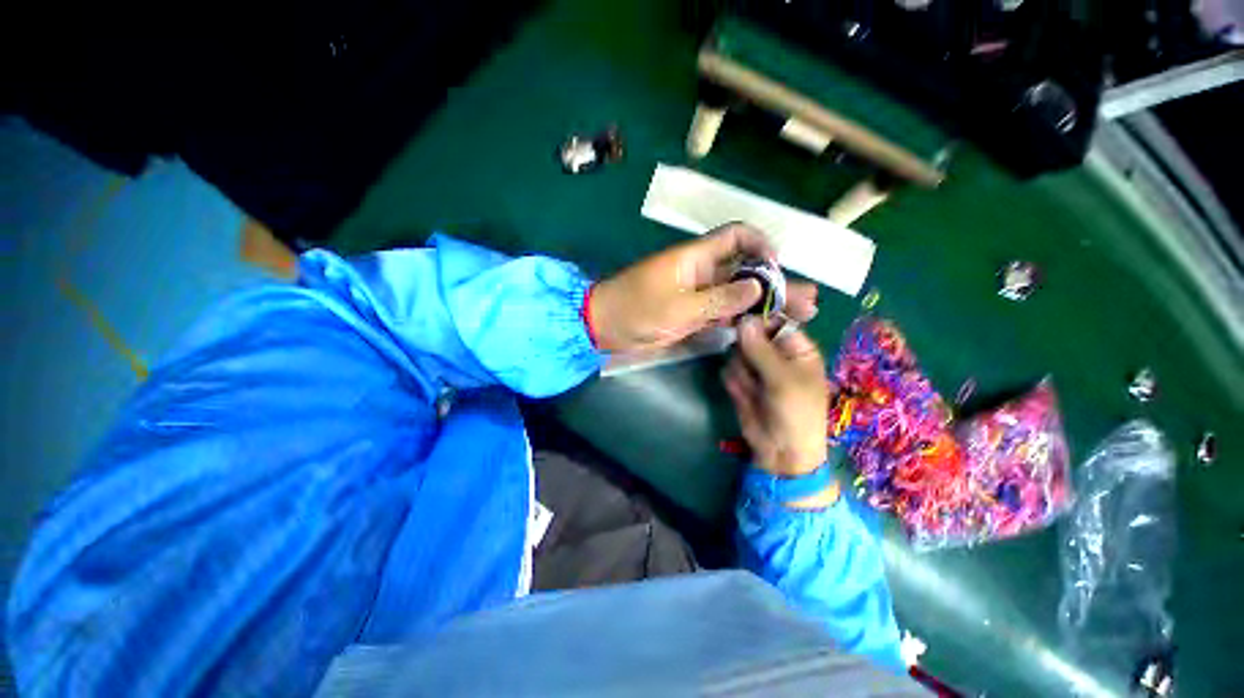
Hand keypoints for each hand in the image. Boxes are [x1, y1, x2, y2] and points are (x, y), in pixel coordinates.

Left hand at [587, 223, 817, 352]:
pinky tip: (764, 327)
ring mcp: (698, 296)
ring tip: (799, 315)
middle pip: (745, 271)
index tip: (776, 265)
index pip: (735, 237)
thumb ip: (719, 298)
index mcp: (696, 258)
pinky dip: (742, 319)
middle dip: (774, 283)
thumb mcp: (678, 306)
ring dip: (765, 304)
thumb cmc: (636, 310)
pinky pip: (723, 314)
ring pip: (738, 295)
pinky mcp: (693, 316)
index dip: (759, 245)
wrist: (605, 327)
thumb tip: (758, 287)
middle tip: (807, 298)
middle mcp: (702, 273)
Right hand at [723, 318, 830, 477]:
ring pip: (736, 353)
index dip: (758, 321)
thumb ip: (761, 349)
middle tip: (751, 366)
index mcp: (797, 349)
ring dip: (741, 371)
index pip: (775, 323)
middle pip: (750, 335)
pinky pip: (729, 370)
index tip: (740, 322)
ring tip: (753, 389)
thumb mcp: (783, 379)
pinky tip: (743, 396)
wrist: (781, 451)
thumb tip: (743, 320)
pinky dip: (734, 383)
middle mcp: (775, 354)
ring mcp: (756, 368)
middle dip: (746, 350)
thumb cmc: (796, 412)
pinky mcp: (740, 381)